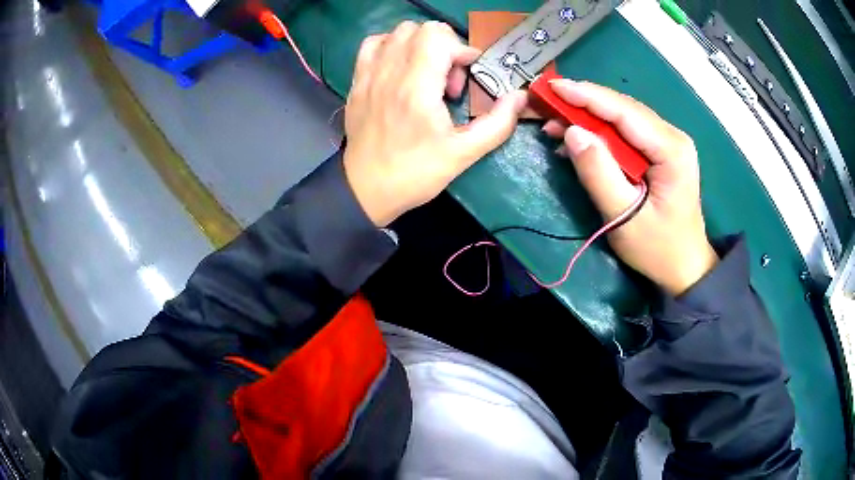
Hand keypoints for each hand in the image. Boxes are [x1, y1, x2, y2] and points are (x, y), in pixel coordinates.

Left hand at [343, 21, 527, 226]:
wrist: (366, 189)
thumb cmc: (416, 173)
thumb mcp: (464, 154)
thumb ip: (498, 123)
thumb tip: (520, 97)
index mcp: (416, 88)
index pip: (440, 38)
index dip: (463, 51)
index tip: (469, 76)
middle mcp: (389, 73)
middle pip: (421, 29)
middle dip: (445, 46)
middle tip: (448, 79)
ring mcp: (369, 75)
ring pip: (397, 32)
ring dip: (420, 45)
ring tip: (426, 74)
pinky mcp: (357, 81)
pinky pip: (373, 44)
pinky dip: (392, 47)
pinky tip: (401, 68)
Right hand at [543, 80, 717, 294]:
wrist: (685, 267)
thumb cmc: (658, 248)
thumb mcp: (623, 217)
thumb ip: (598, 173)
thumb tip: (571, 132)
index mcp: (671, 149)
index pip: (624, 111)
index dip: (586, 96)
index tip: (552, 88)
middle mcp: (673, 137)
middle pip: (623, 109)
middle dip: (584, 104)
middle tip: (548, 106)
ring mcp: (669, 142)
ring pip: (624, 117)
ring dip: (590, 117)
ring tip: (557, 124)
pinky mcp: (662, 151)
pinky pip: (627, 132)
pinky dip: (601, 132)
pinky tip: (580, 139)